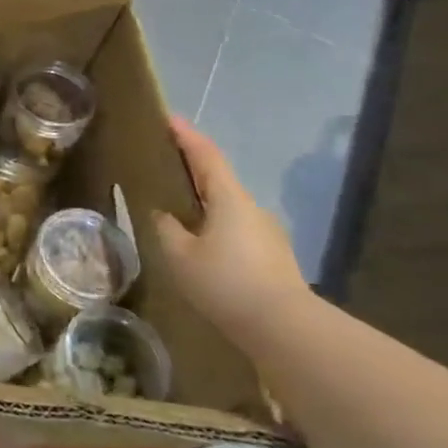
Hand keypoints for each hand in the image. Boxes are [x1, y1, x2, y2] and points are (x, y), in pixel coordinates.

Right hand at [152, 116, 309, 346]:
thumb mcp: (180, 256)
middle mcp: (251, 208)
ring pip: (227, 205)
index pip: (206, 155)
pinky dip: (214, 222)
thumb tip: (162, 215)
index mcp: (229, 198)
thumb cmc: (226, 284)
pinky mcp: (271, 256)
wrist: (285, 329)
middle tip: (165, 160)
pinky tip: (200, 242)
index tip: (168, 118)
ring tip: (177, 205)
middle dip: (193, 165)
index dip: (186, 135)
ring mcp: (266, 232)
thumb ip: (166, 229)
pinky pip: (235, 228)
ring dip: (203, 198)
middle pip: (219, 177)